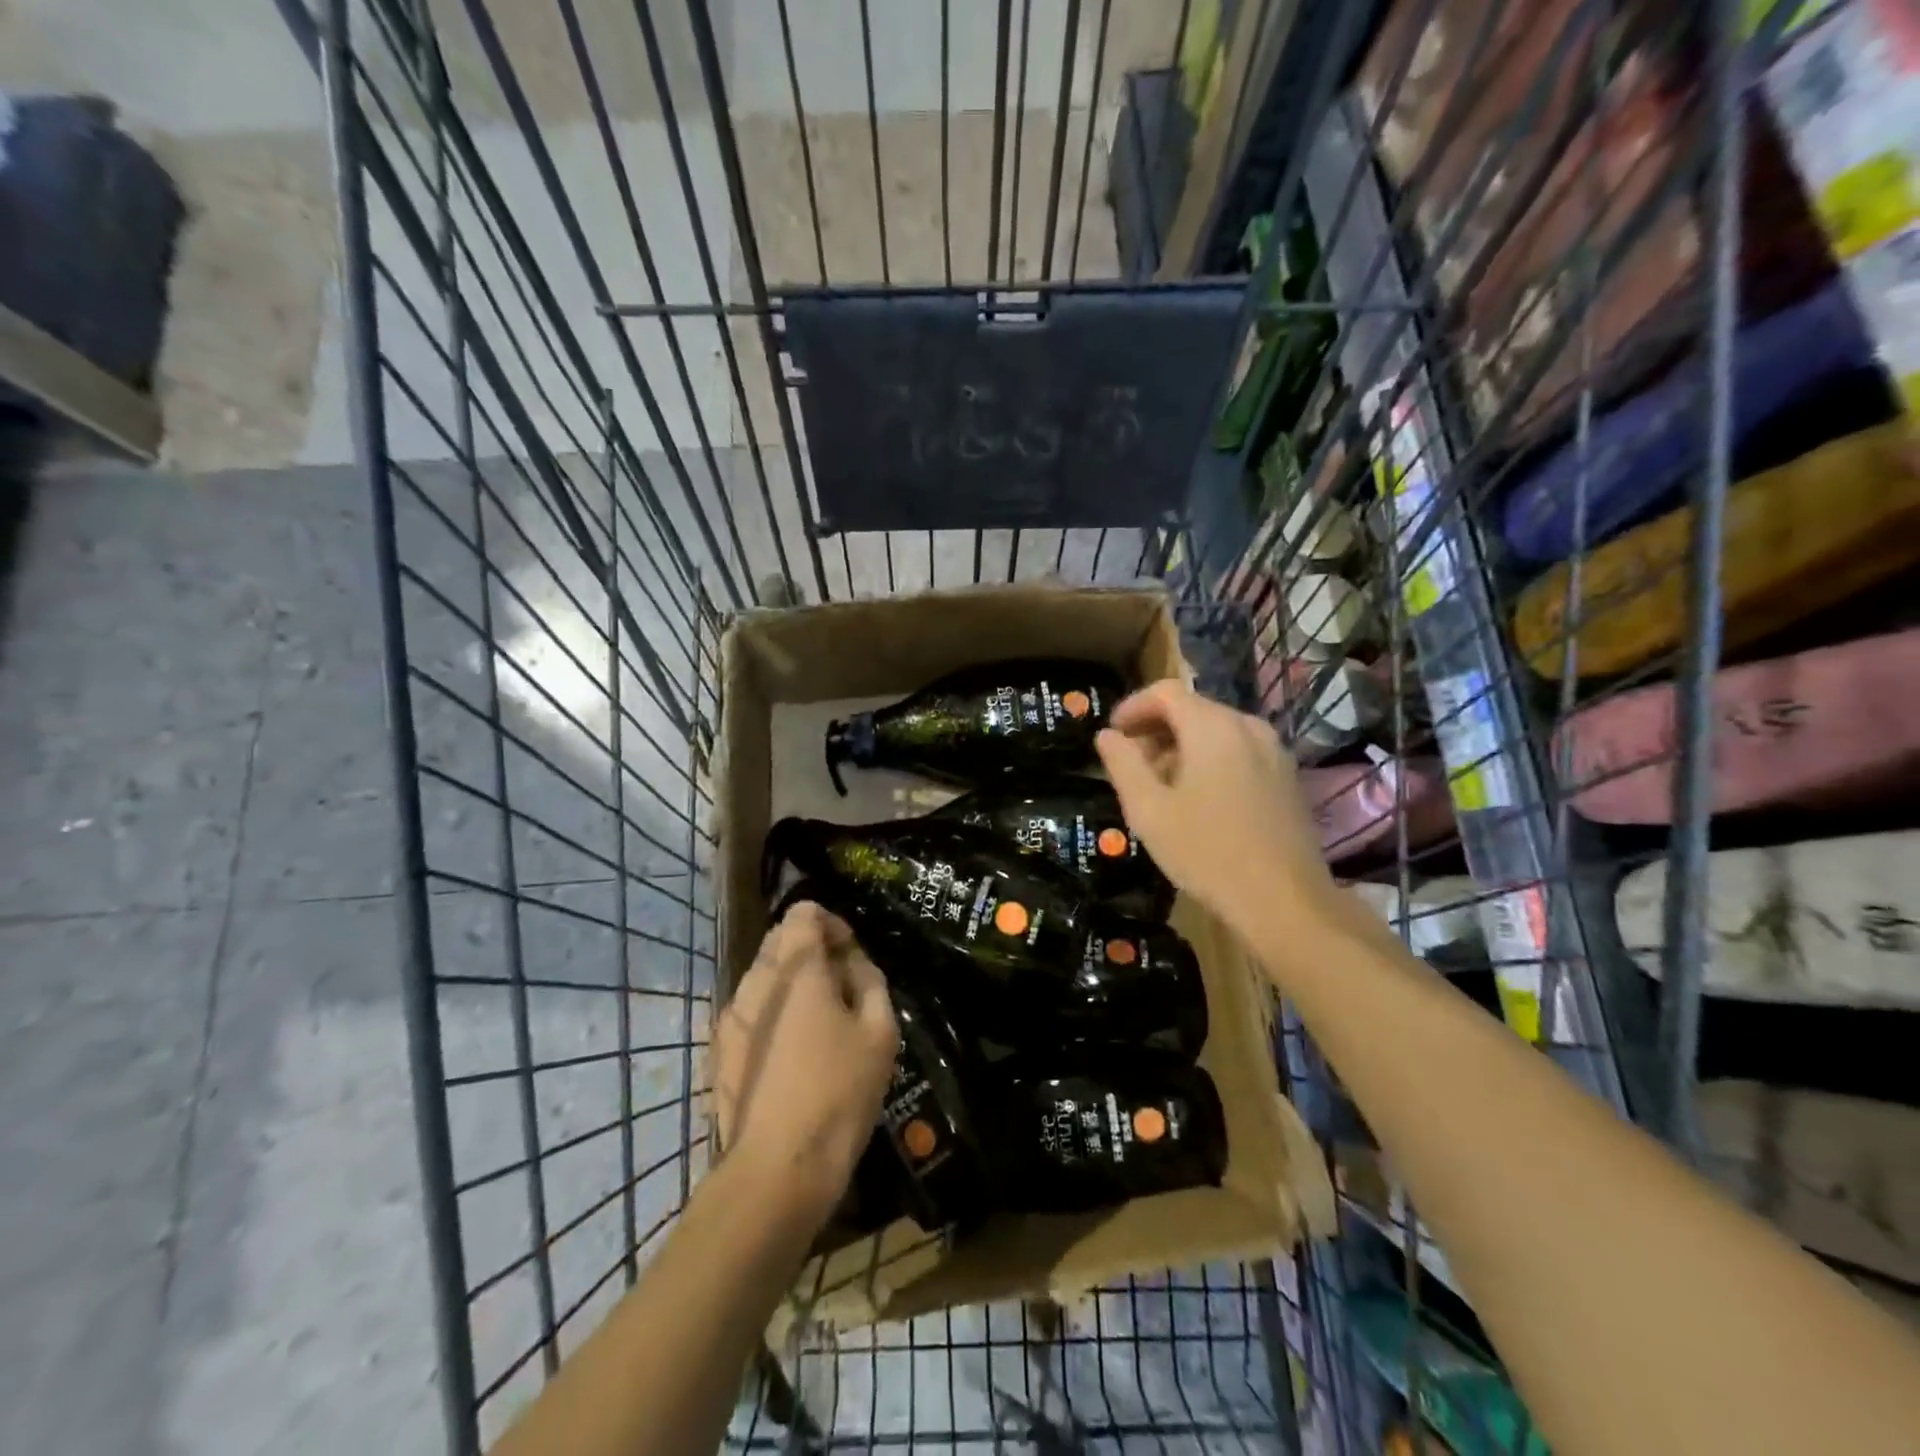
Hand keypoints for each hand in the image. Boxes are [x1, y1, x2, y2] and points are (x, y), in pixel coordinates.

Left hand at [711, 903, 899, 1228]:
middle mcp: (755, 982)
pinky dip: (774, 1012)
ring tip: (821, 1022)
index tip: (852, 956)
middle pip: (780, 939)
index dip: (832, 923)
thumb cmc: (838, 1095)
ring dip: (792, 981)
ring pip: (763, 975)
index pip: (803, 912)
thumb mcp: (879, 1033)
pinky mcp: (719, 1050)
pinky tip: (795, 1052)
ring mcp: (730, 1017)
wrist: (776, 1172)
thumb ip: (869, 980)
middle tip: (842, 988)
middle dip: (812, 950)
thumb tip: (852, 961)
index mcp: (795, 970)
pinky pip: (750, 1010)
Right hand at [1096, 679, 1339, 946]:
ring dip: (1182, 746)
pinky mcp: (1286, 777)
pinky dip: (1211, 760)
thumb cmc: (1206, 852)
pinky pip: (1239, 751)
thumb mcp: (1148, 810)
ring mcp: (1274, 751)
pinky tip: (1198, 800)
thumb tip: (1108, 735)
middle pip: (1193, 709)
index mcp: (1213, 727)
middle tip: (1131, 765)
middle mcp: (1248, 727)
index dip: (1133, 706)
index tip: (1113, 733)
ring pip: (1217, 731)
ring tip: (1161, 785)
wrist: (1284, 901)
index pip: (1166, 692)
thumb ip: (1122, 764)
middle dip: (1156, 729)